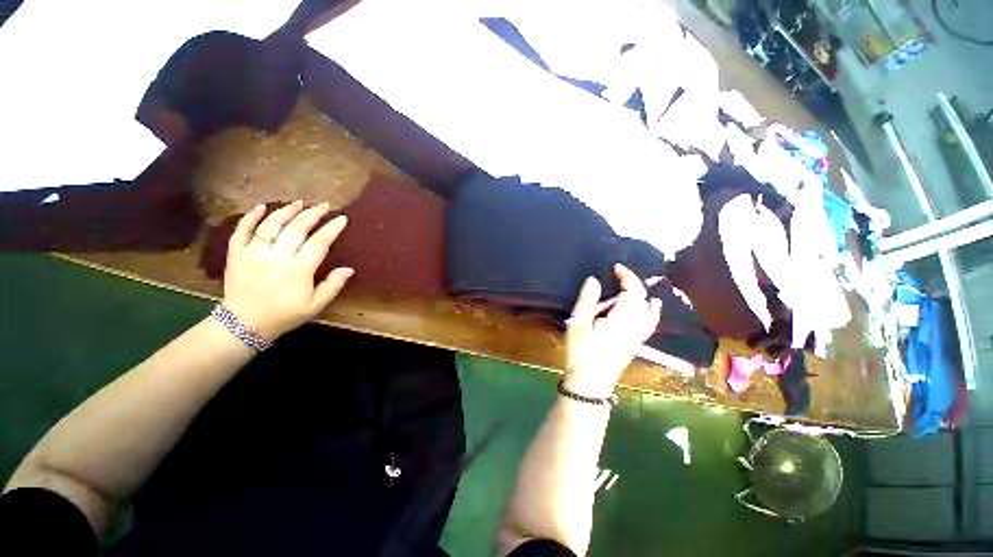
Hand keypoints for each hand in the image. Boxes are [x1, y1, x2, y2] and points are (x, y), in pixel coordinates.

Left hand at [222, 201, 353, 340]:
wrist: (243, 325)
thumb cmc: (284, 315)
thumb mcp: (315, 306)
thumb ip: (332, 286)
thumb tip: (349, 269)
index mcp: (298, 269)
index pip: (319, 242)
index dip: (332, 228)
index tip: (342, 218)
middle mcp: (276, 256)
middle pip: (296, 228)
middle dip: (312, 214)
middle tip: (324, 205)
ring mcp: (254, 253)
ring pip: (271, 225)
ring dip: (286, 211)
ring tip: (299, 202)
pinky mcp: (237, 254)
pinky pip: (242, 230)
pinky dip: (251, 217)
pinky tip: (262, 206)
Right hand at [563, 264, 661, 397]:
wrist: (590, 382)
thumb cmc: (581, 352)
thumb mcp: (578, 324)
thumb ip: (587, 300)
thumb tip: (594, 279)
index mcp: (620, 320)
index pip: (632, 292)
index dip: (626, 276)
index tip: (615, 267)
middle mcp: (634, 327)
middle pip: (641, 299)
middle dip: (632, 283)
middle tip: (617, 274)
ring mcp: (638, 336)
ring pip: (649, 310)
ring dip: (642, 294)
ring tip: (632, 284)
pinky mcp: (636, 343)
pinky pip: (650, 322)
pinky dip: (652, 310)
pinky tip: (653, 306)